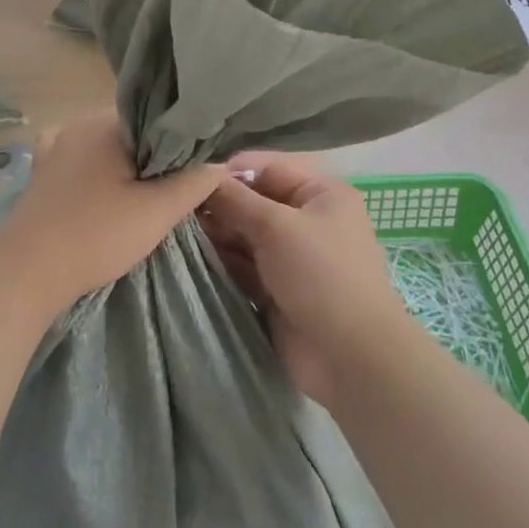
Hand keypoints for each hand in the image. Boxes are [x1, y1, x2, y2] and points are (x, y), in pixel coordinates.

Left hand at [0, 113, 225, 320]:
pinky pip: (82, 162)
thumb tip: (221, 161)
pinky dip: (99, 173)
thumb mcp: (157, 212)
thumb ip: (195, 182)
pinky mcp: (42, 174)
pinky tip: (108, 193)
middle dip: (155, 157)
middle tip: (177, 187)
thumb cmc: (95, 235)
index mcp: (106, 123)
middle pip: (133, 133)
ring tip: (147, 196)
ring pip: (107, 149)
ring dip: (127, 168)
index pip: (158, 118)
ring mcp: (55, 148)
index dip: (182, 141)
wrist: (25, 273)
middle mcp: (79, 125)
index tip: (198, 166)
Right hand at [197, 153, 411, 405]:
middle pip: (254, 202)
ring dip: (218, 235)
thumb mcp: (277, 227)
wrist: (351, 359)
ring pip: (246, 236)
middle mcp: (308, 220)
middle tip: (178, 210)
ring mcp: (293, 258)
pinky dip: (224, 262)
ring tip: (177, 232)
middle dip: (220, 206)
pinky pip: (245, 267)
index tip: (190, 179)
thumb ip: (236, 200)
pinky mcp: (279, 290)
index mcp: (321, 194)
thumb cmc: (321, 276)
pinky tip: (192, 258)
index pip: (267, 169)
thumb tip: (202, 177)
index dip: (230, 172)